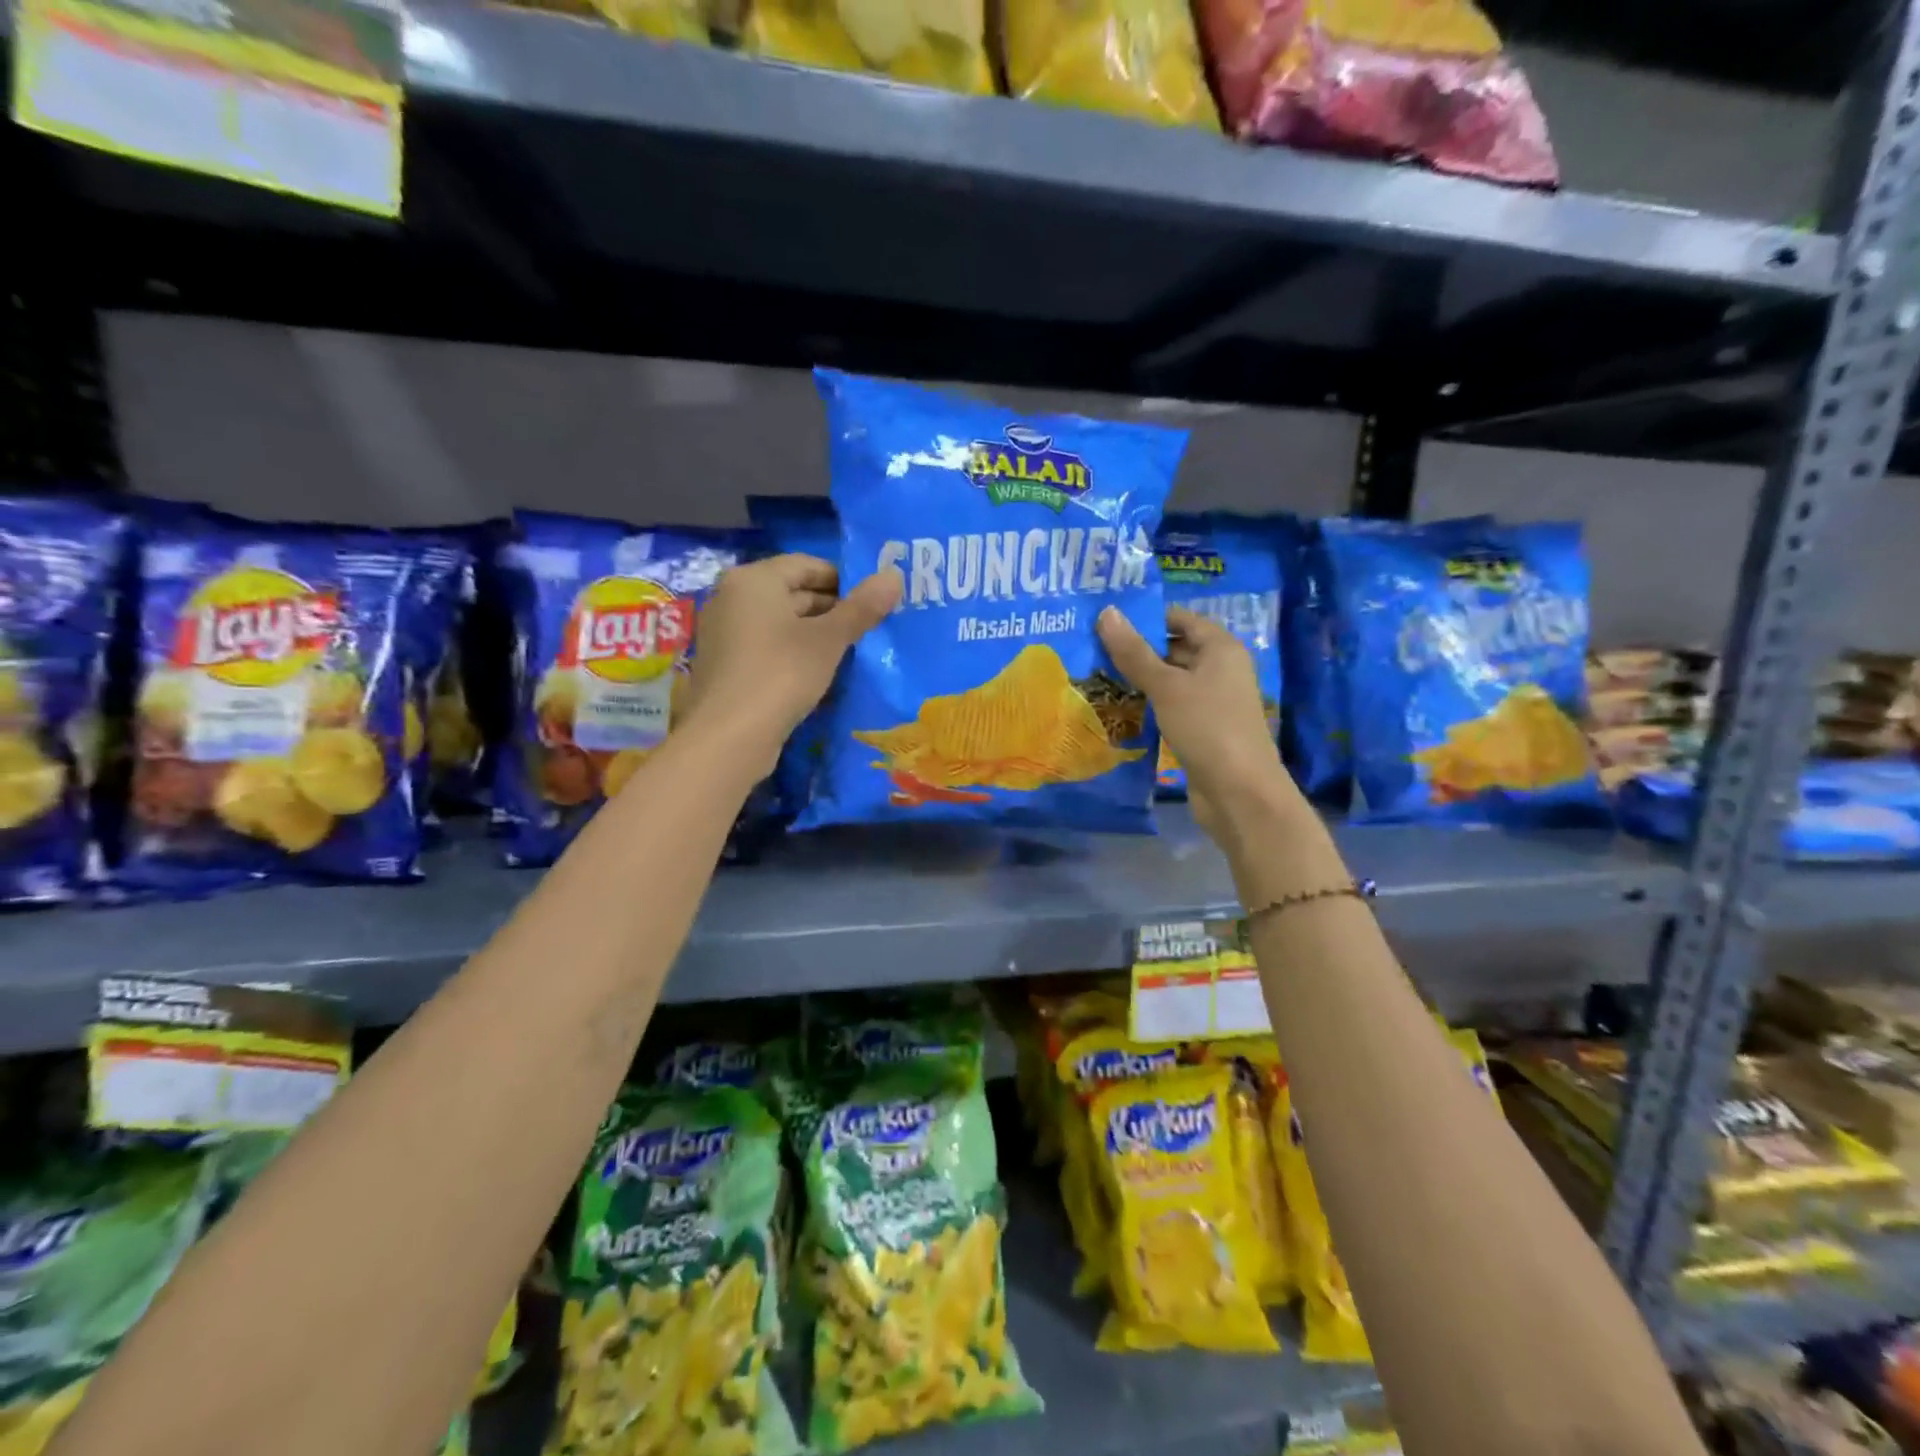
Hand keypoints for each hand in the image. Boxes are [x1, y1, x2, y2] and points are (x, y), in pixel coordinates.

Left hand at [684, 555, 900, 777]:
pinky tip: (820, 673)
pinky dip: (794, 653)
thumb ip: (862, 607)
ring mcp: (725, 633)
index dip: (845, 580)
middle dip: (832, 608)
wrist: (728, 737)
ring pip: (781, 622)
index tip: (874, 602)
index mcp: (754, 580)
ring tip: (852, 651)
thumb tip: (894, 576)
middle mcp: (733, 598)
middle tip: (870, 628)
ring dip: (816, 633)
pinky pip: (768, 647)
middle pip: (792, 592)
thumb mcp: (828, 640)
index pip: (807, 565)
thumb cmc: (781, 674)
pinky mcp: (727, 665)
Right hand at [1097, 604, 1296, 838]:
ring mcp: (1213, 701)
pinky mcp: (1203, 729)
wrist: (1239, 792)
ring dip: (1140, 680)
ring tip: (1096, 676)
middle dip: (1137, 650)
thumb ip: (1134, 652)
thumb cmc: (1207, 727)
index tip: (1105, 621)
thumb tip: (1106, 612)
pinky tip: (1120, 708)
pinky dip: (1150, 704)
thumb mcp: (1166, 686)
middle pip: (1174, 648)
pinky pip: (1172, 706)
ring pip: (1171, 680)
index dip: (1146, 618)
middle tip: (1091, 649)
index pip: (1180, 619)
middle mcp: (1221, 669)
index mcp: (1221, 648)